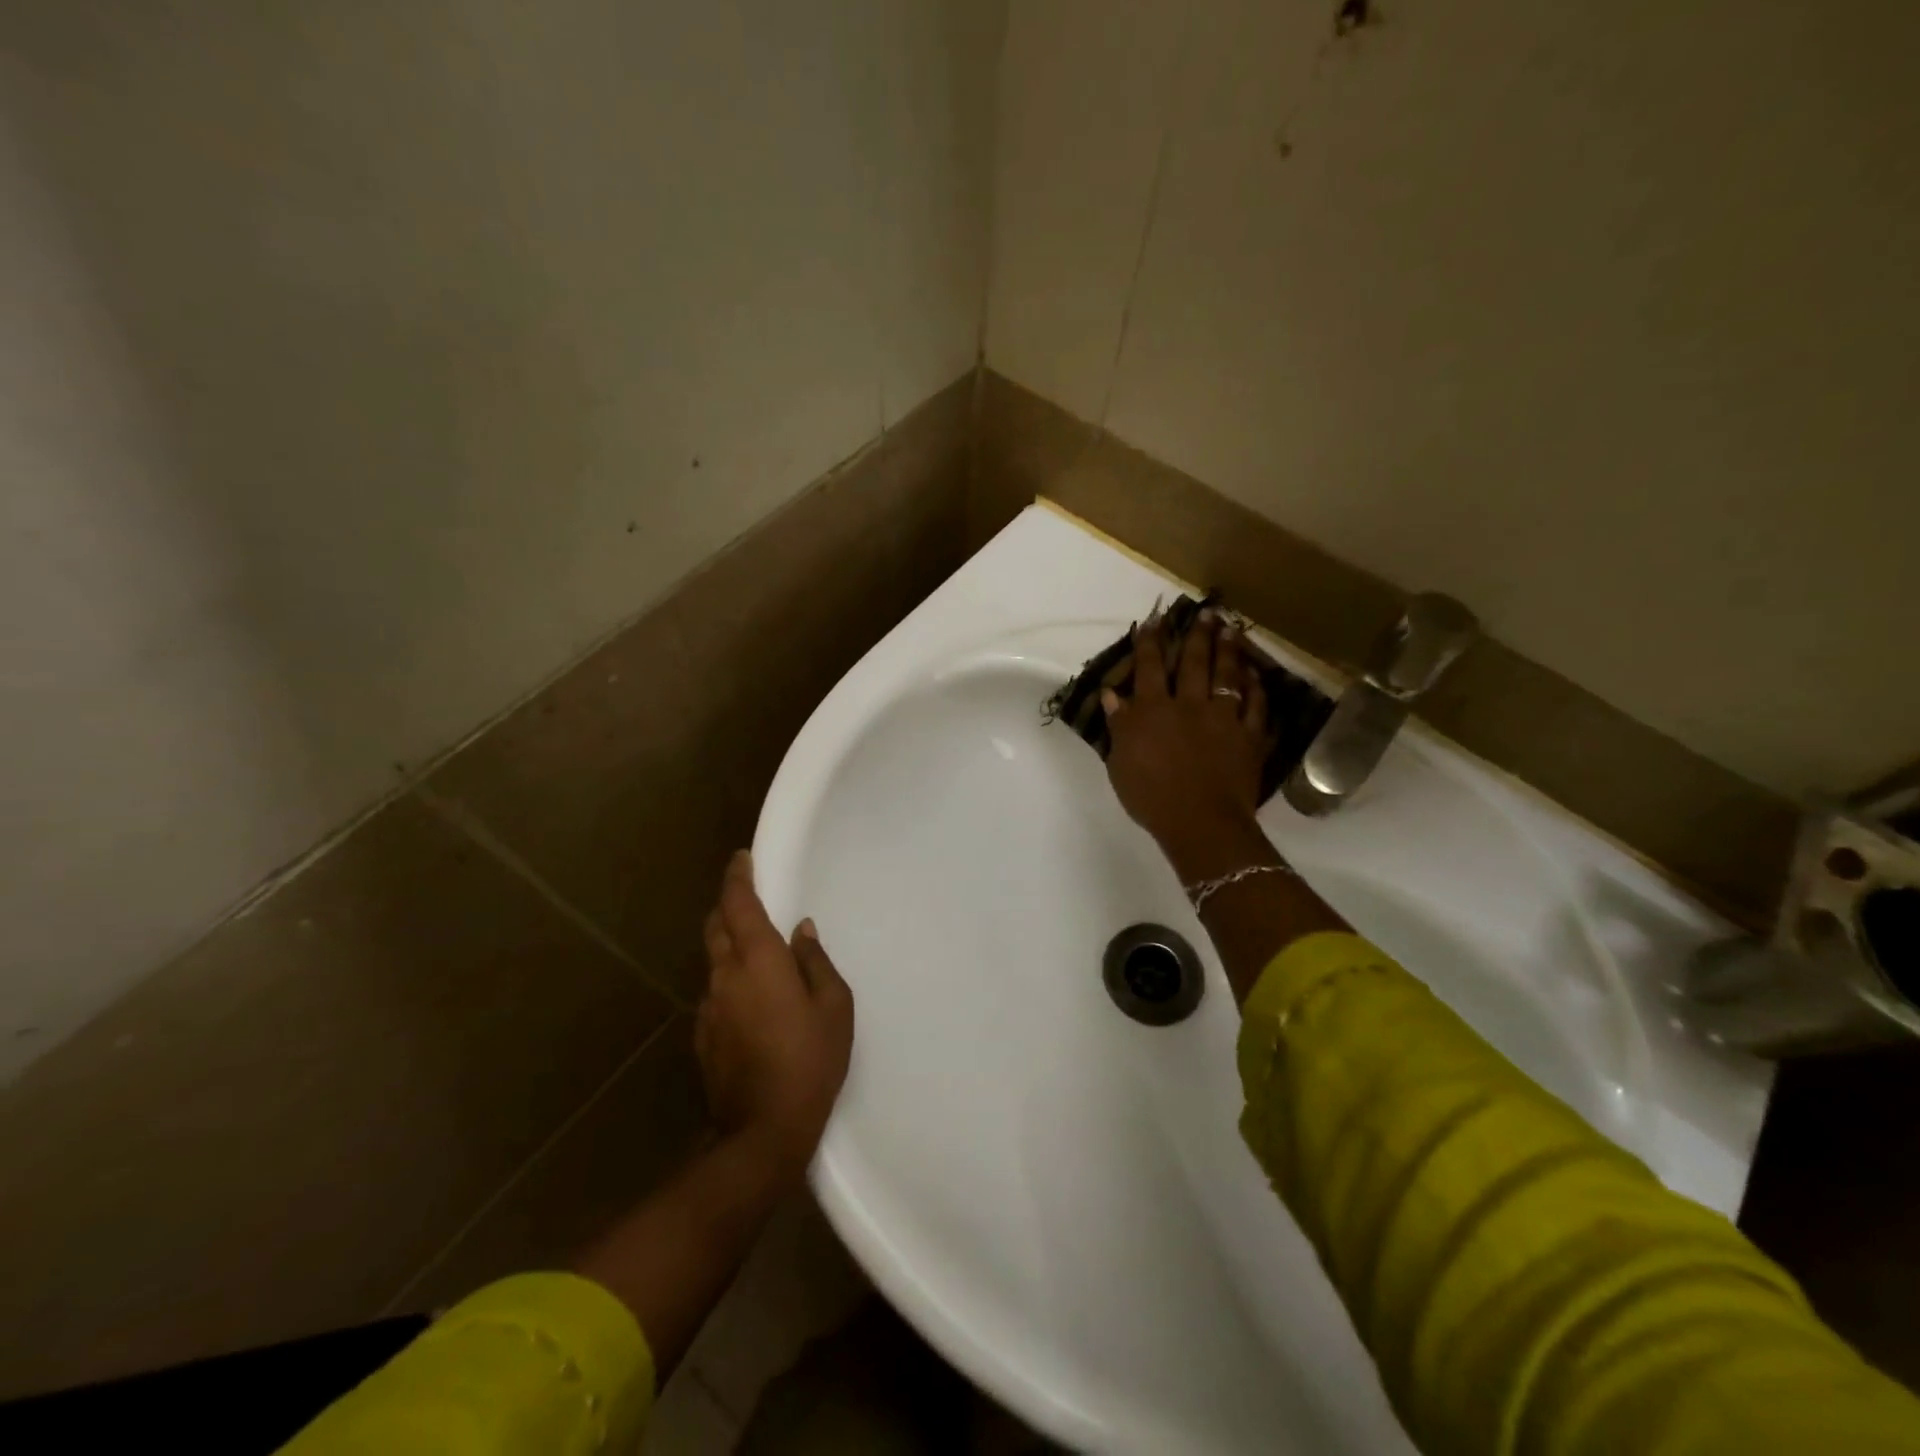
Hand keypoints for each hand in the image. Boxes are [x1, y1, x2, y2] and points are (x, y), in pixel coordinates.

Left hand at [695, 852, 853, 1185]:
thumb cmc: (810, 1060)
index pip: (738, 904)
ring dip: (729, 944)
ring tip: (755, 950)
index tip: (742, 858)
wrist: (763, 1131)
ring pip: (713, 959)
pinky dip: (729, 979)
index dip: (738, 877)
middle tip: (750, 897)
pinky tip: (750, 999)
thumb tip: (801, 931)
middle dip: (728, 905)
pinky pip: (715, 992)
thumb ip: (816, 961)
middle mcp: (726, 975)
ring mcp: (709, 1007)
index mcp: (758, 960)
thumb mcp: (834, 1006)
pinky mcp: (703, 1036)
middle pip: (716, 926)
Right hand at [1102, 609, 1272, 854]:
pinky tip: (1256, 674)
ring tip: (1231, 628)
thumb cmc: (1151, 797)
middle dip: (1197, 636)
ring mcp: (1224, 719)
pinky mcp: (1250, 737)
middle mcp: (1189, 706)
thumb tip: (1113, 694)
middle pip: (1193, 663)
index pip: (1150, 668)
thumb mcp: (1121, 763)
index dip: (1151, 643)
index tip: (1154, 621)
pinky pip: (1256, 706)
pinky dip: (1257, 688)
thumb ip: (1119, 726)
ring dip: (1229, 651)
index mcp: (1153, 711)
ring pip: (1227, 676)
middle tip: (1206, 612)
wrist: (1200, 822)